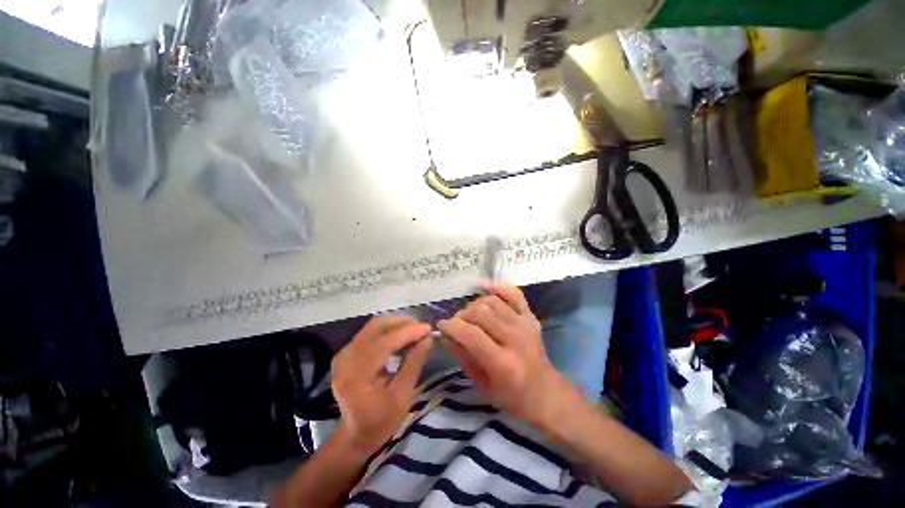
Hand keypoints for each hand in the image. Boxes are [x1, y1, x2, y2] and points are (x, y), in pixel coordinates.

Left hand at [331, 316, 432, 454]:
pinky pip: (370, 331)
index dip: (407, 333)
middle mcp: (345, 360)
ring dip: (396, 323)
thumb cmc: (381, 421)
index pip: (383, 344)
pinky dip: (388, 329)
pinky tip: (401, 335)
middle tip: (422, 328)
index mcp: (356, 377)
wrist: (355, 434)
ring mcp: (343, 354)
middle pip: (376, 327)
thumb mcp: (402, 397)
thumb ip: (413, 365)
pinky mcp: (346, 352)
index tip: (428, 328)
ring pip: (373, 325)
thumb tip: (428, 339)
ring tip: (415, 329)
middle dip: (402, 323)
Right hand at [437, 281, 570, 424]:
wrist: (545, 392)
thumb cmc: (511, 396)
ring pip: (492, 302)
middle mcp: (516, 339)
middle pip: (481, 314)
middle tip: (455, 323)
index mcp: (503, 363)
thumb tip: (445, 334)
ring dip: (474, 305)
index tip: (441, 326)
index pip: (471, 334)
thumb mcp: (481, 383)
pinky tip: (483, 286)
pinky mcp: (531, 316)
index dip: (452, 326)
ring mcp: (525, 324)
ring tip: (468, 315)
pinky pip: (513, 293)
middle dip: (461, 316)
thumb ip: (462, 355)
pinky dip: (497, 286)